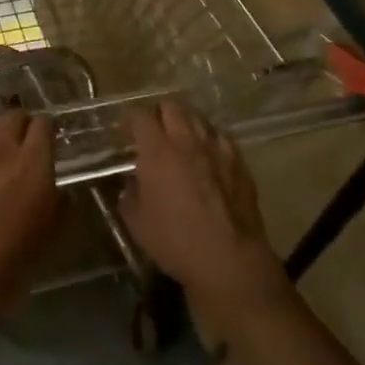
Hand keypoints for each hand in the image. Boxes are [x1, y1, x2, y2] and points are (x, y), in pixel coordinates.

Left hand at [0, 111, 62, 352]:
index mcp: (32, 161)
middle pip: (13, 116)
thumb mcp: (54, 236)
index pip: (44, 123)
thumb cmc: (13, 260)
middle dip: (23, 127)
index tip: (51, 144)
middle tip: (26, 148)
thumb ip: (64, 203)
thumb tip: (62, 190)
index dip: (49, 131)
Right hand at [121, 102, 285, 329]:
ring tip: (181, 138)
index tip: (125, 128)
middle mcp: (187, 140)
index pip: (139, 116)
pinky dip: (210, 140)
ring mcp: (217, 148)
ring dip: (186, 122)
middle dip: (159, 113)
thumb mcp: (136, 222)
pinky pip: (222, 137)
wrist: (228, 258)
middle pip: (172, 106)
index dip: (130, 118)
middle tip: (153, 130)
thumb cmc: (175, 240)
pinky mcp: (239, 162)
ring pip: (199, 118)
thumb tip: (132, 185)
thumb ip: (130, 195)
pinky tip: (208, 155)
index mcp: (157, 150)